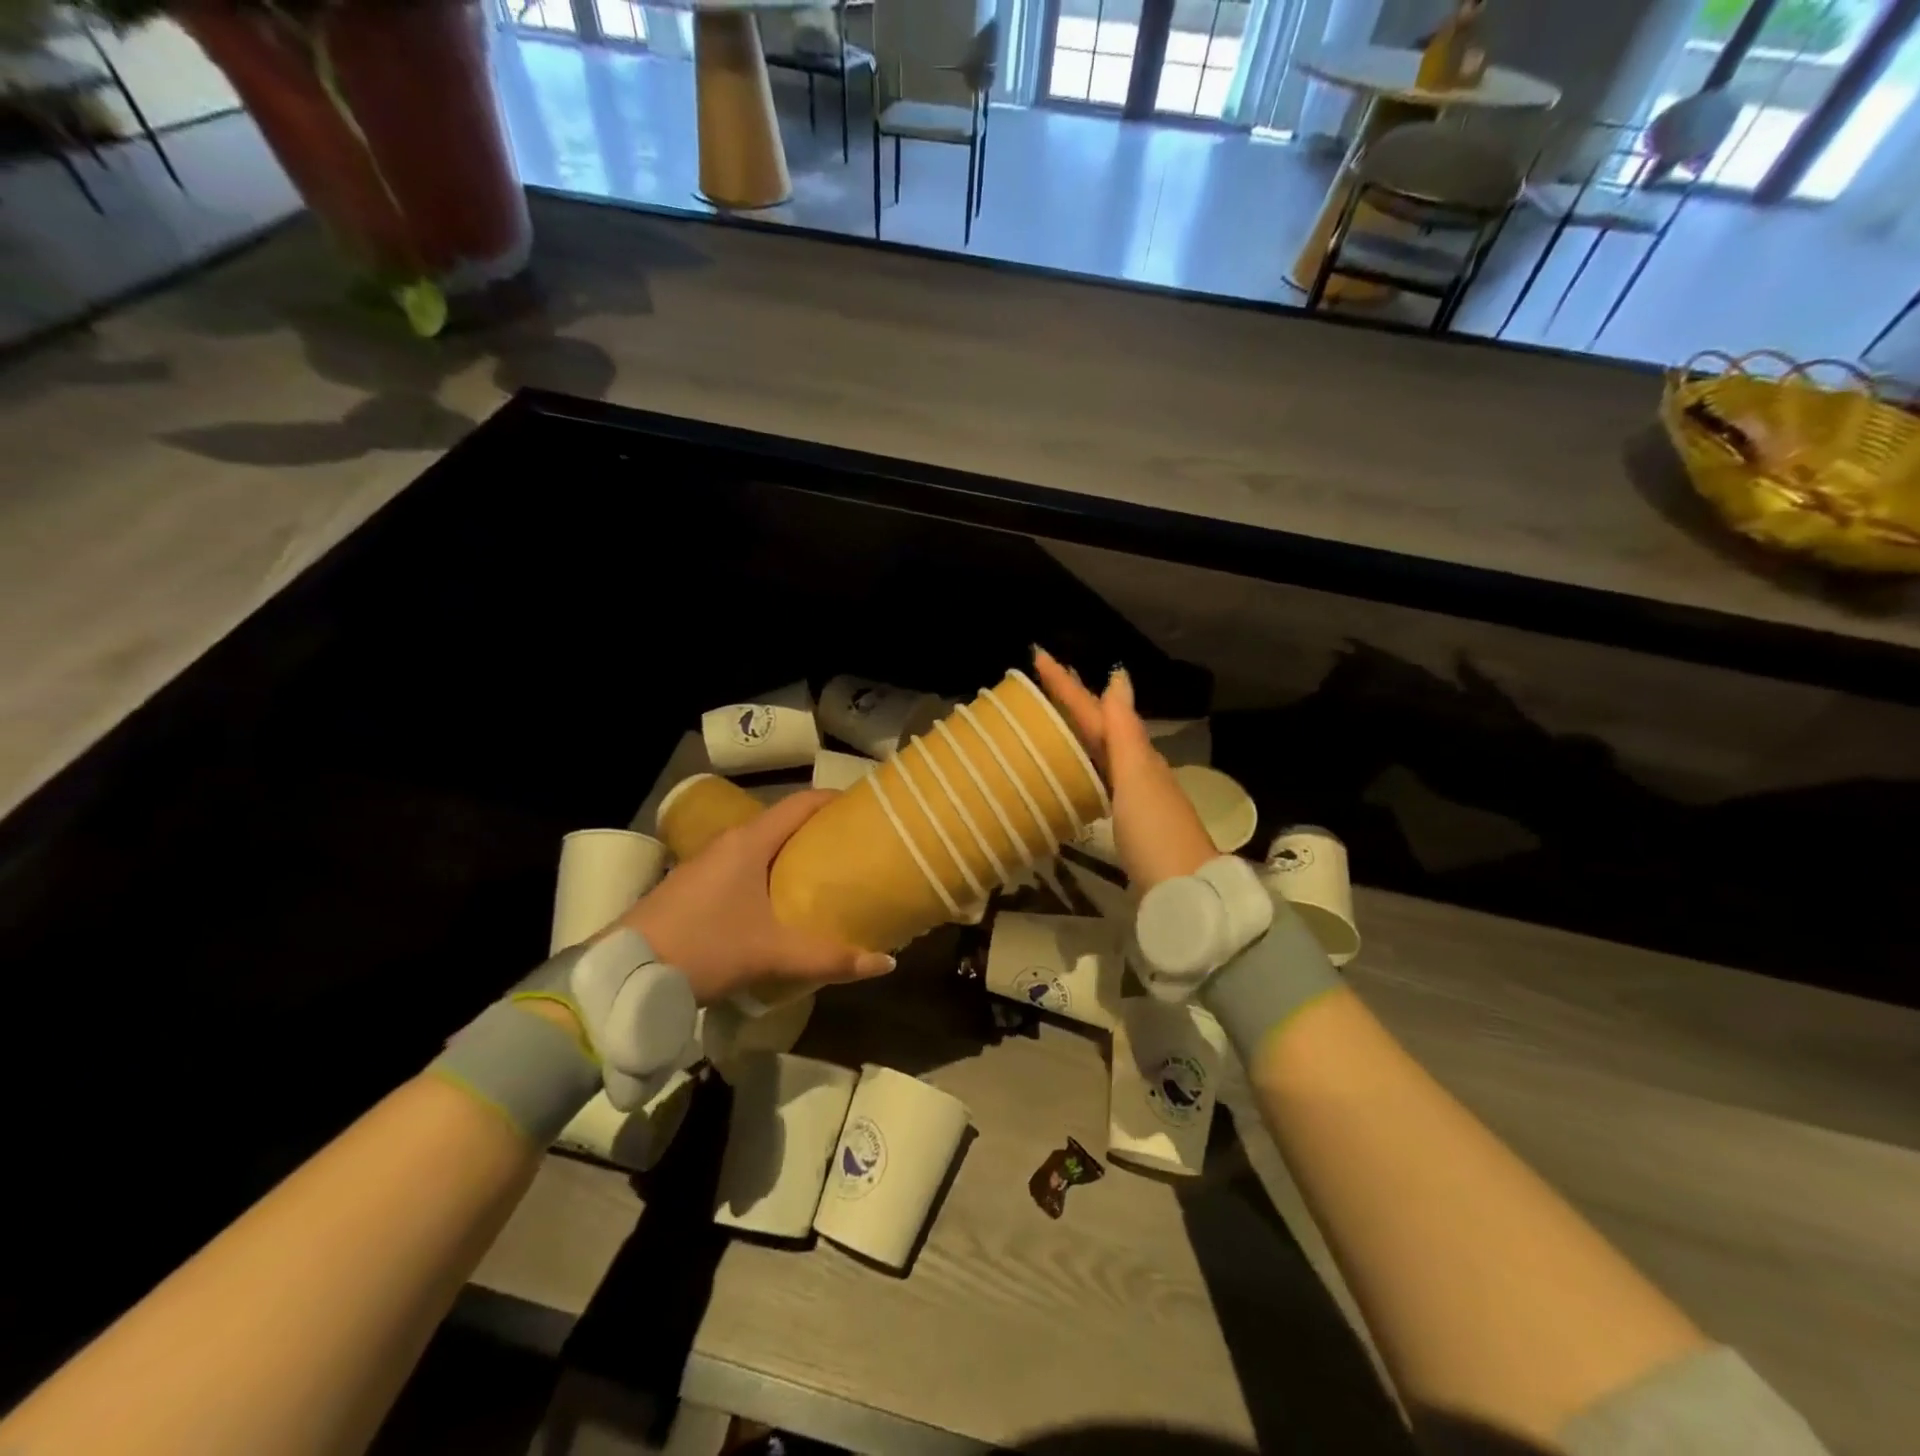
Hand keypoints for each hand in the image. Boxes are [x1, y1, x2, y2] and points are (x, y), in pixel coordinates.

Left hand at [619, 789, 894, 1004]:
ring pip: (761, 846)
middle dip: (819, 831)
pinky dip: (769, 872)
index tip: (865, 808)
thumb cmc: (704, 947)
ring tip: (826, 874)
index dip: (834, 800)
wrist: (623, 973)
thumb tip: (886, 963)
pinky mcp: (693, 886)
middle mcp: (728, 842)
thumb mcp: (772, 954)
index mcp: (749, 841)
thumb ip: (830, 958)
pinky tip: (780, 902)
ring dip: (792, 854)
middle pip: (783, 823)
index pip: (801, 803)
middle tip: (855, 847)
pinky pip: (743, 866)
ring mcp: (706, 863)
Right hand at [1032, 647, 1215, 890]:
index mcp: (1135, 755)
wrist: (1185, 890)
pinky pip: (1101, 779)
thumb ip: (1124, 730)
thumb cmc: (1156, 831)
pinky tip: (1076, 770)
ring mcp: (1133, 796)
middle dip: (1073, 701)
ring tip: (1052, 717)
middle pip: (1100, 727)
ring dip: (1079, 730)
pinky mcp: (1127, 822)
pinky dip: (1085, 764)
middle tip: (1042, 681)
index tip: (1039, 656)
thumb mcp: (1136, 776)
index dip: (1068, 685)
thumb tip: (1118, 676)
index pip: (1096, 711)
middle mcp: (1136, 769)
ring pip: (1101, 752)